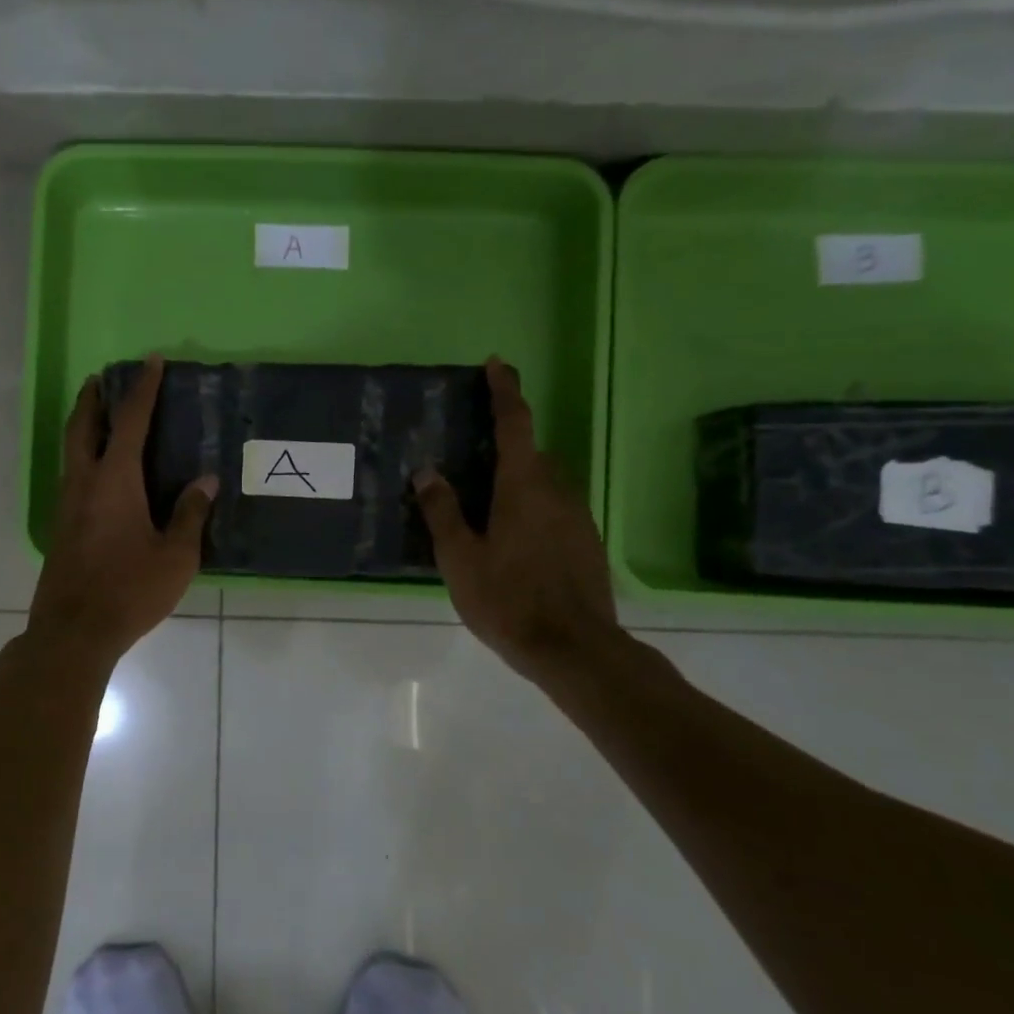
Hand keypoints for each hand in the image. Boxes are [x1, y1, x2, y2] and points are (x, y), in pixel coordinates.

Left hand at [27, 356, 216, 664]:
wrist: (74, 632)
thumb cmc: (129, 591)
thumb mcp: (175, 557)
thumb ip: (190, 514)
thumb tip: (205, 481)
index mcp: (115, 481)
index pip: (130, 422)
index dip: (143, 389)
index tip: (150, 361)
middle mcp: (84, 483)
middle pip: (82, 427)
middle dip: (93, 398)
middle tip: (103, 379)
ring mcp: (66, 506)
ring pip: (71, 451)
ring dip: (84, 425)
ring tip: (100, 416)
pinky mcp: (61, 528)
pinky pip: (72, 476)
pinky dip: (83, 457)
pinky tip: (99, 473)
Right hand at [414, 358, 622, 684]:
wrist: (574, 648)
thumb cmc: (508, 599)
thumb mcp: (460, 558)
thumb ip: (442, 511)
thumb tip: (427, 472)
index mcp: (524, 486)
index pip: (515, 424)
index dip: (505, 391)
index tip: (497, 364)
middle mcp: (557, 491)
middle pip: (530, 453)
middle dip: (505, 444)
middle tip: (472, 456)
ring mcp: (577, 516)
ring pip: (544, 482)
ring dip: (518, 479)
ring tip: (486, 505)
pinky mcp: (586, 541)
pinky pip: (554, 507)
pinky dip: (532, 506)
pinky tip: (512, 539)